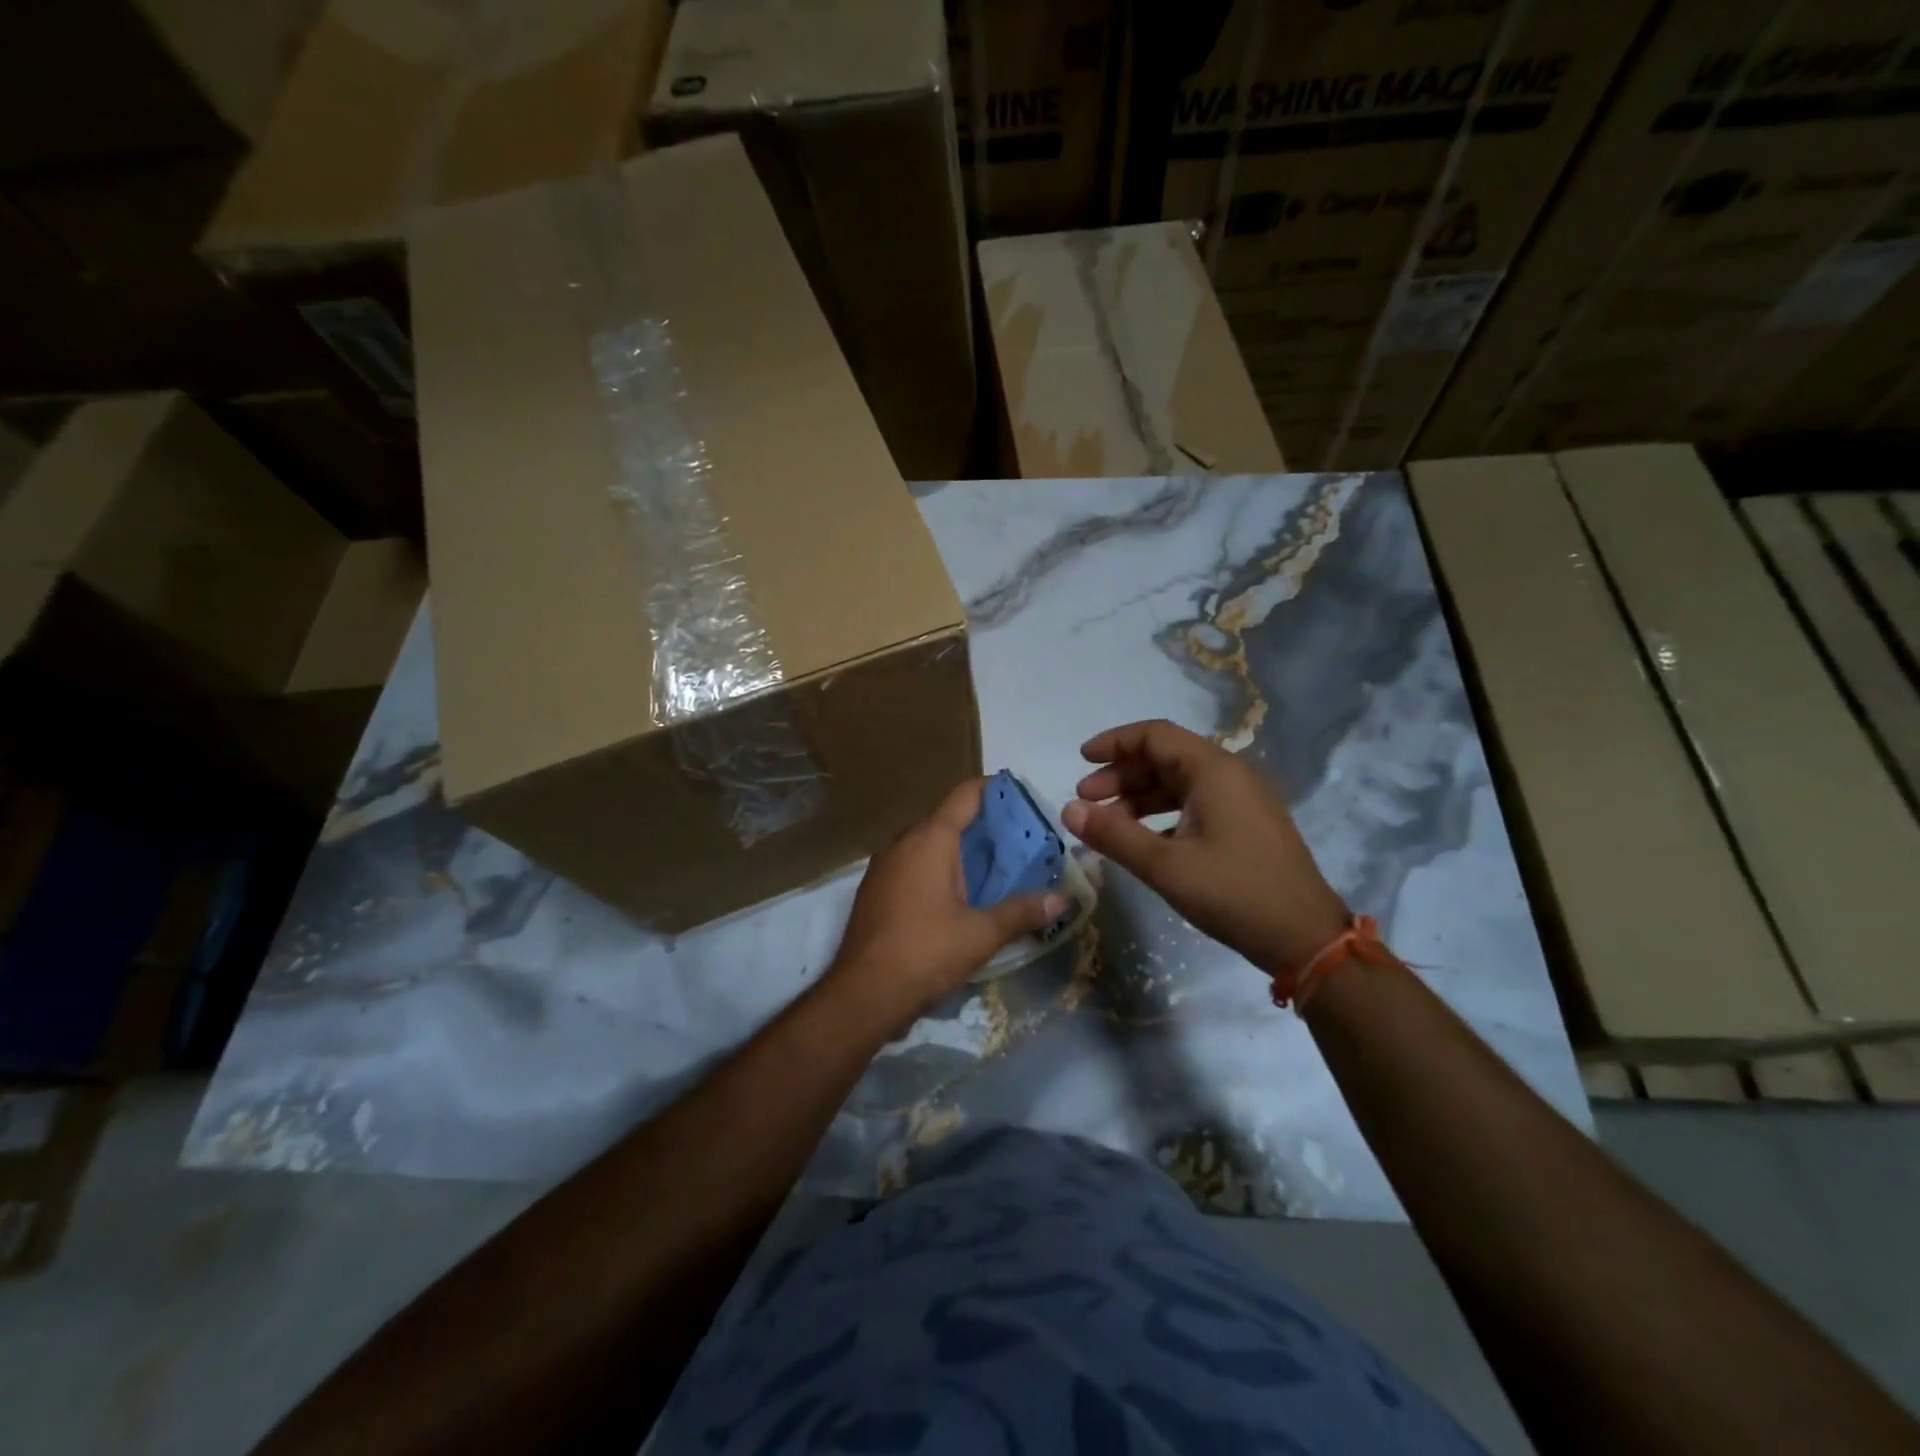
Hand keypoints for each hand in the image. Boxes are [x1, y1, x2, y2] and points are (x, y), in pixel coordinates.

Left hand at [829, 778, 1063, 1027]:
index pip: (964, 795)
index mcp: (930, 840)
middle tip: (1019, 841)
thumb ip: (1022, 912)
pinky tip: (959, 895)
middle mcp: (903, 843)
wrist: (862, 994)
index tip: (1019, 795)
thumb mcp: (981, 934)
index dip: (993, 789)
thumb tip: (1062, 900)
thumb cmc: (925, 953)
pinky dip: (938, 869)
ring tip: (995, 868)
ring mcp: (884, 866)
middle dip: (982, 826)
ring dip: (959, 850)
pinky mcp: (876, 890)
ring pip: (928, 844)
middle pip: (947, 819)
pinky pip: (913, 865)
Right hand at [1063, 720, 1348, 976]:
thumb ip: (1114, 835)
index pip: (1154, 736)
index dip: (1114, 743)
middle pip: (1164, 758)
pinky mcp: (1245, 826)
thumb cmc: (1234, 893)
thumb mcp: (1166, 866)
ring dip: (1138, 798)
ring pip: (1178, 784)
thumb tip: (1068, 810)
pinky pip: (1194, 805)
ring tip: (1106, 824)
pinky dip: (1161, 815)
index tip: (1080, 760)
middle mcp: (1229, 775)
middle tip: (1085, 801)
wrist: (1306, 938)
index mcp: (1213, 770)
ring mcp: (1241, 801)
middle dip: (1121, 775)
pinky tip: (1142, 841)